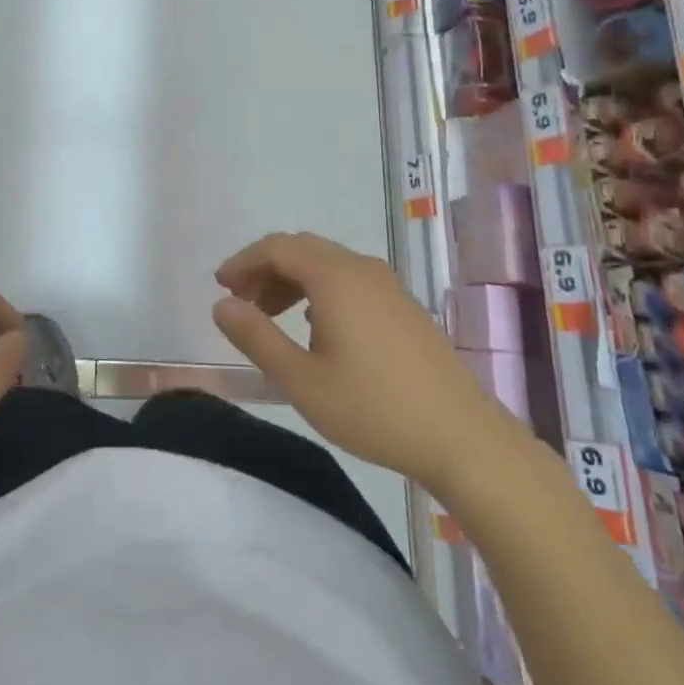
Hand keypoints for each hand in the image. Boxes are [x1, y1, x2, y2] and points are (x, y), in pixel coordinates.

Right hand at [212, 233, 521, 487]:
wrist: (462, 437)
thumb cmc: (374, 409)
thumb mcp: (302, 380)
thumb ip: (256, 337)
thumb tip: (221, 305)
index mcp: (334, 277)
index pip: (277, 247)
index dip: (243, 261)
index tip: (220, 286)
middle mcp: (361, 268)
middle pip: (302, 249)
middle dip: (265, 269)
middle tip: (242, 303)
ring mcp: (388, 285)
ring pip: (327, 264)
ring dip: (292, 280)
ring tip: (272, 317)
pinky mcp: (403, 305)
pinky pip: (349, 279)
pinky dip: (320, 290)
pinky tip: (316, 328)